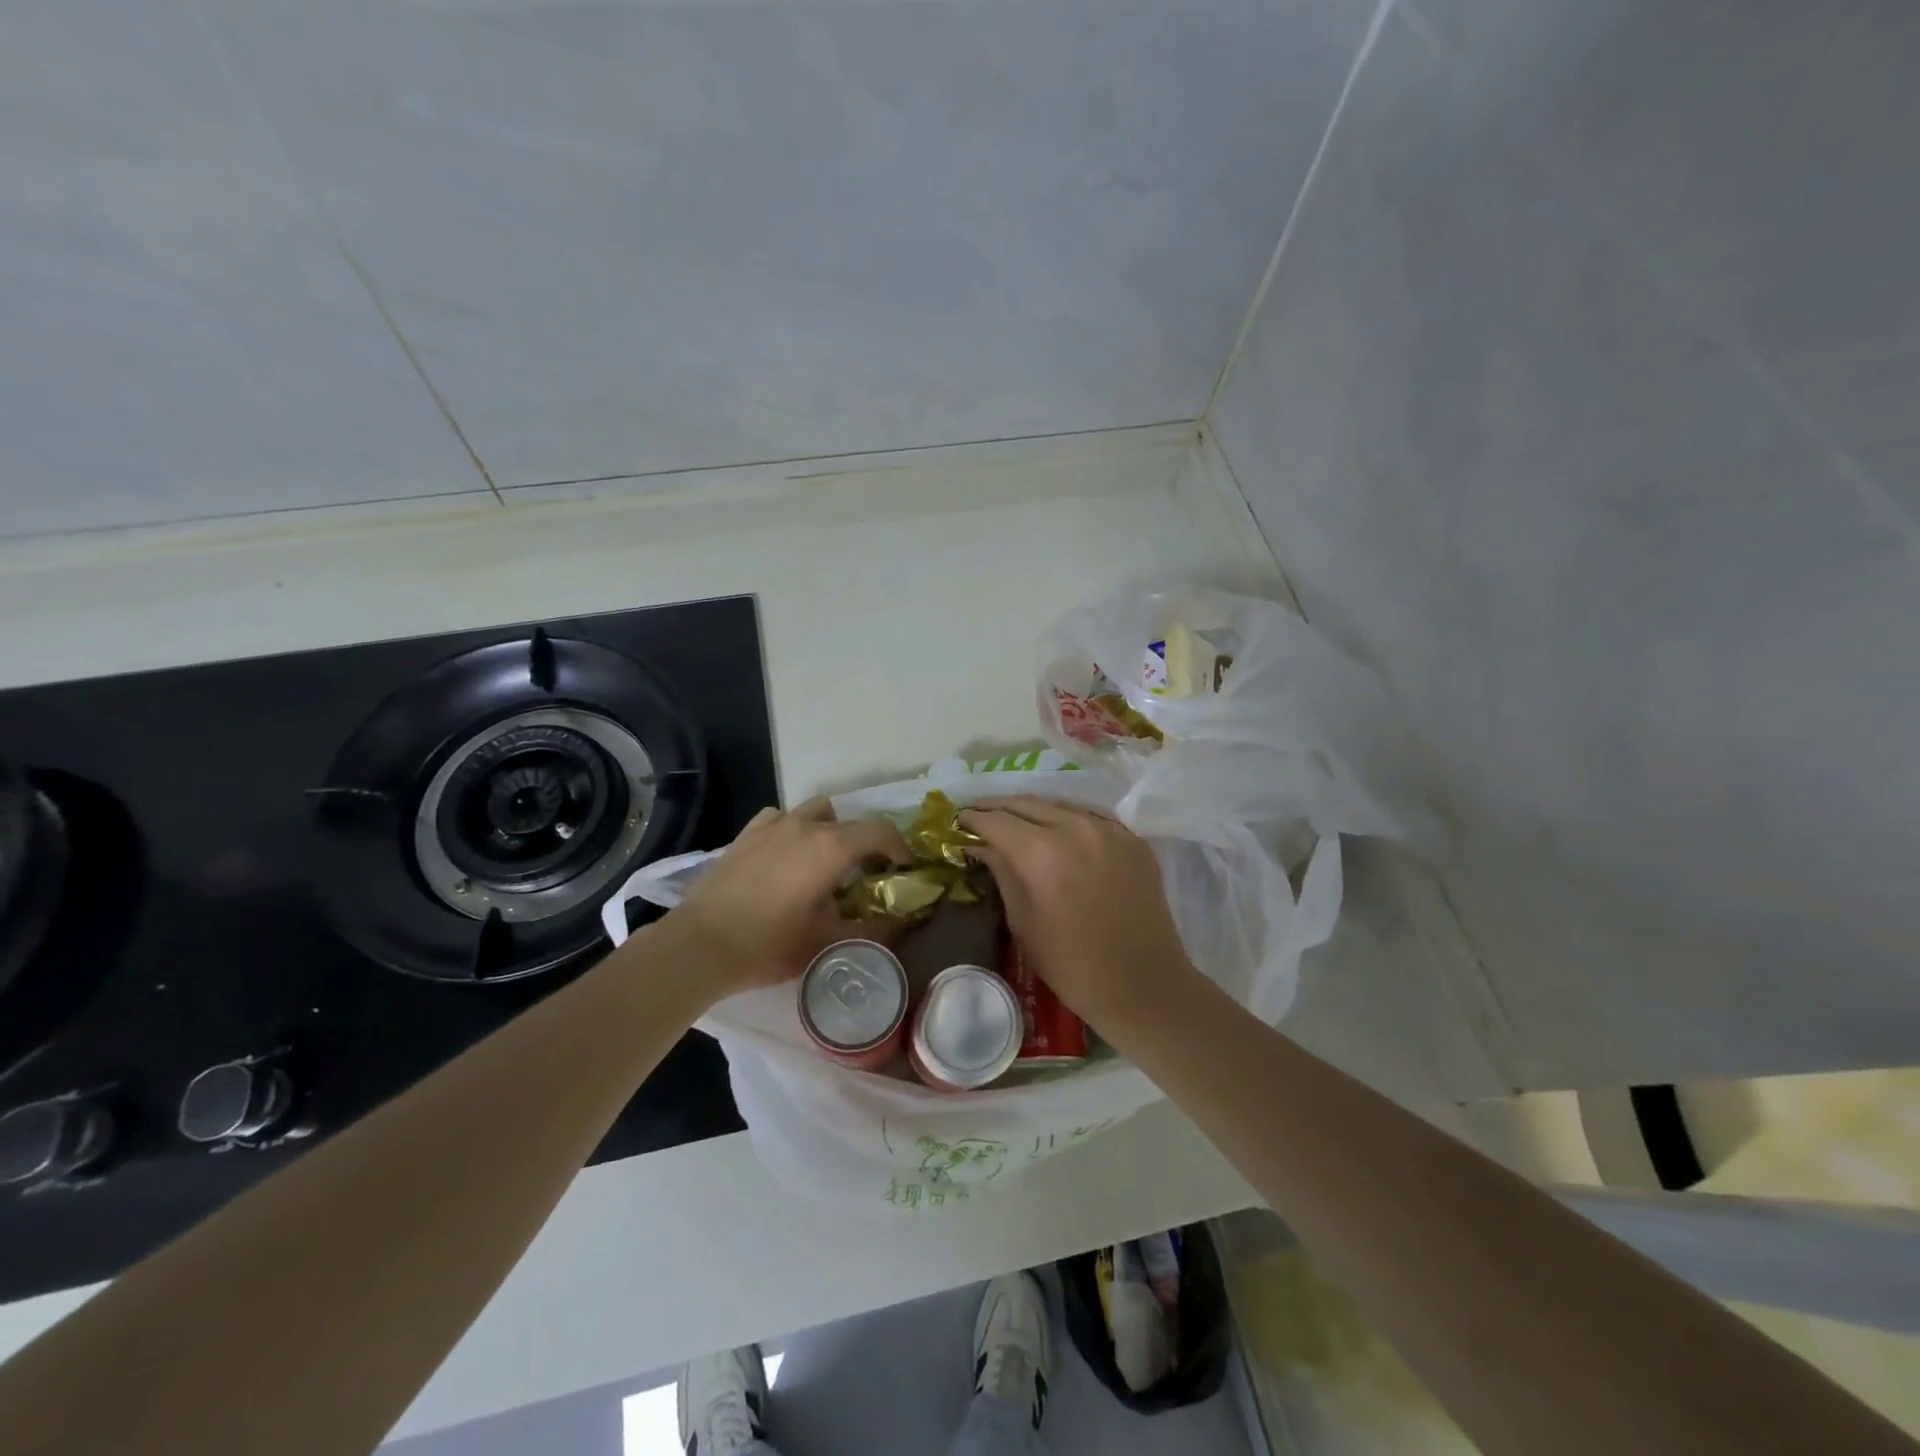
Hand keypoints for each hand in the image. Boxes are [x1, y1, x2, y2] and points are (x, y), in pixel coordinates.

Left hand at [664, 798, 909, 999]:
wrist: (700, 944)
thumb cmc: (769, 944)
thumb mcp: (827, 943)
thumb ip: (872, 931)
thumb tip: (900, 924)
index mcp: (832, 847)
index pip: (881, 831)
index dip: (900, 848)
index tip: (904, 870)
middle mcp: (806, 826)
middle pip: (853, 822)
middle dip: (870, 843)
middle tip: (870, 874)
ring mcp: (774, 825)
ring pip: (817, 812)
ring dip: (832, 830)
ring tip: (827, 861)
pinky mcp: (747, 834)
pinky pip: (782, 819)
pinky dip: (795, 830)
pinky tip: (787, 857)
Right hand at [959, 796, 1199, 1029]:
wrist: (1144, 985)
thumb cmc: (1072, 965)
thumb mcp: (1023, 922)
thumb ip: (1001, 873)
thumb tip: (979, 844)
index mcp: (1041, 853)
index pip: (996, 820)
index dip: (972, 818)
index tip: (958, 821)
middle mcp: (1075, 828)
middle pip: (1026, 803)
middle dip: (998, 807)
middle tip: (980, 815)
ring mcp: (1108, 829)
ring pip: (1058, 804)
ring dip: (1031, 809)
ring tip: (1014, 820)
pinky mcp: (1132, 838)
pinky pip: (1090, 816)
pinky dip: (1066, 818)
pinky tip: (1056, 830)